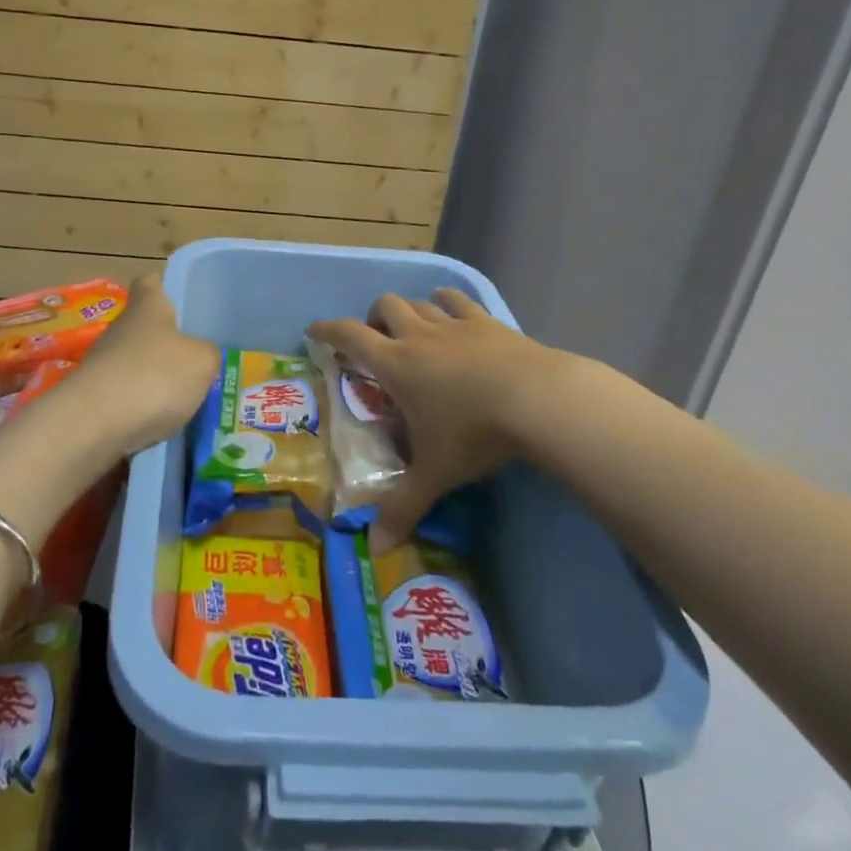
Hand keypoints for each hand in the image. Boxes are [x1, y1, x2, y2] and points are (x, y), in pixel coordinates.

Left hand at [62, 272, 219, 459]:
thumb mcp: (202, 362)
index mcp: (147, 307)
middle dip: (167, 342)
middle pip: (144, 327)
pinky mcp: (92, 398)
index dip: (163, 285)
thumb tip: (202, 356)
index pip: (150, 281)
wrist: (93, 425)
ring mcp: (102, 364)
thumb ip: (208, 354)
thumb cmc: (154, 376)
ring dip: (155, 379)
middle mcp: (120, 329)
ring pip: (135, 364)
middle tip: (197, 359)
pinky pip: (125, 397)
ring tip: (185, 400)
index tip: (179, 298)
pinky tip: (161, 426)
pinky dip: (142, 409)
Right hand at [307, 289, 573, 548]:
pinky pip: (458, 300)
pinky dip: (447, 303)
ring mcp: (455, 324)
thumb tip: (376, 549)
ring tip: (412, 328)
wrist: (536, 399)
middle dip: (373, 318)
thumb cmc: (473, 433)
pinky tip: (452, 313)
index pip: (349, 336)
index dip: (327, 329)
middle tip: (376, 340)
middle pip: (385, 306)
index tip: (314, 330)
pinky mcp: (488, 322)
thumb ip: (404, 507)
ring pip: (420, 302)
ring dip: (409, 310)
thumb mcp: (435, 474)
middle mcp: (419, 336)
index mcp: (395, 364)